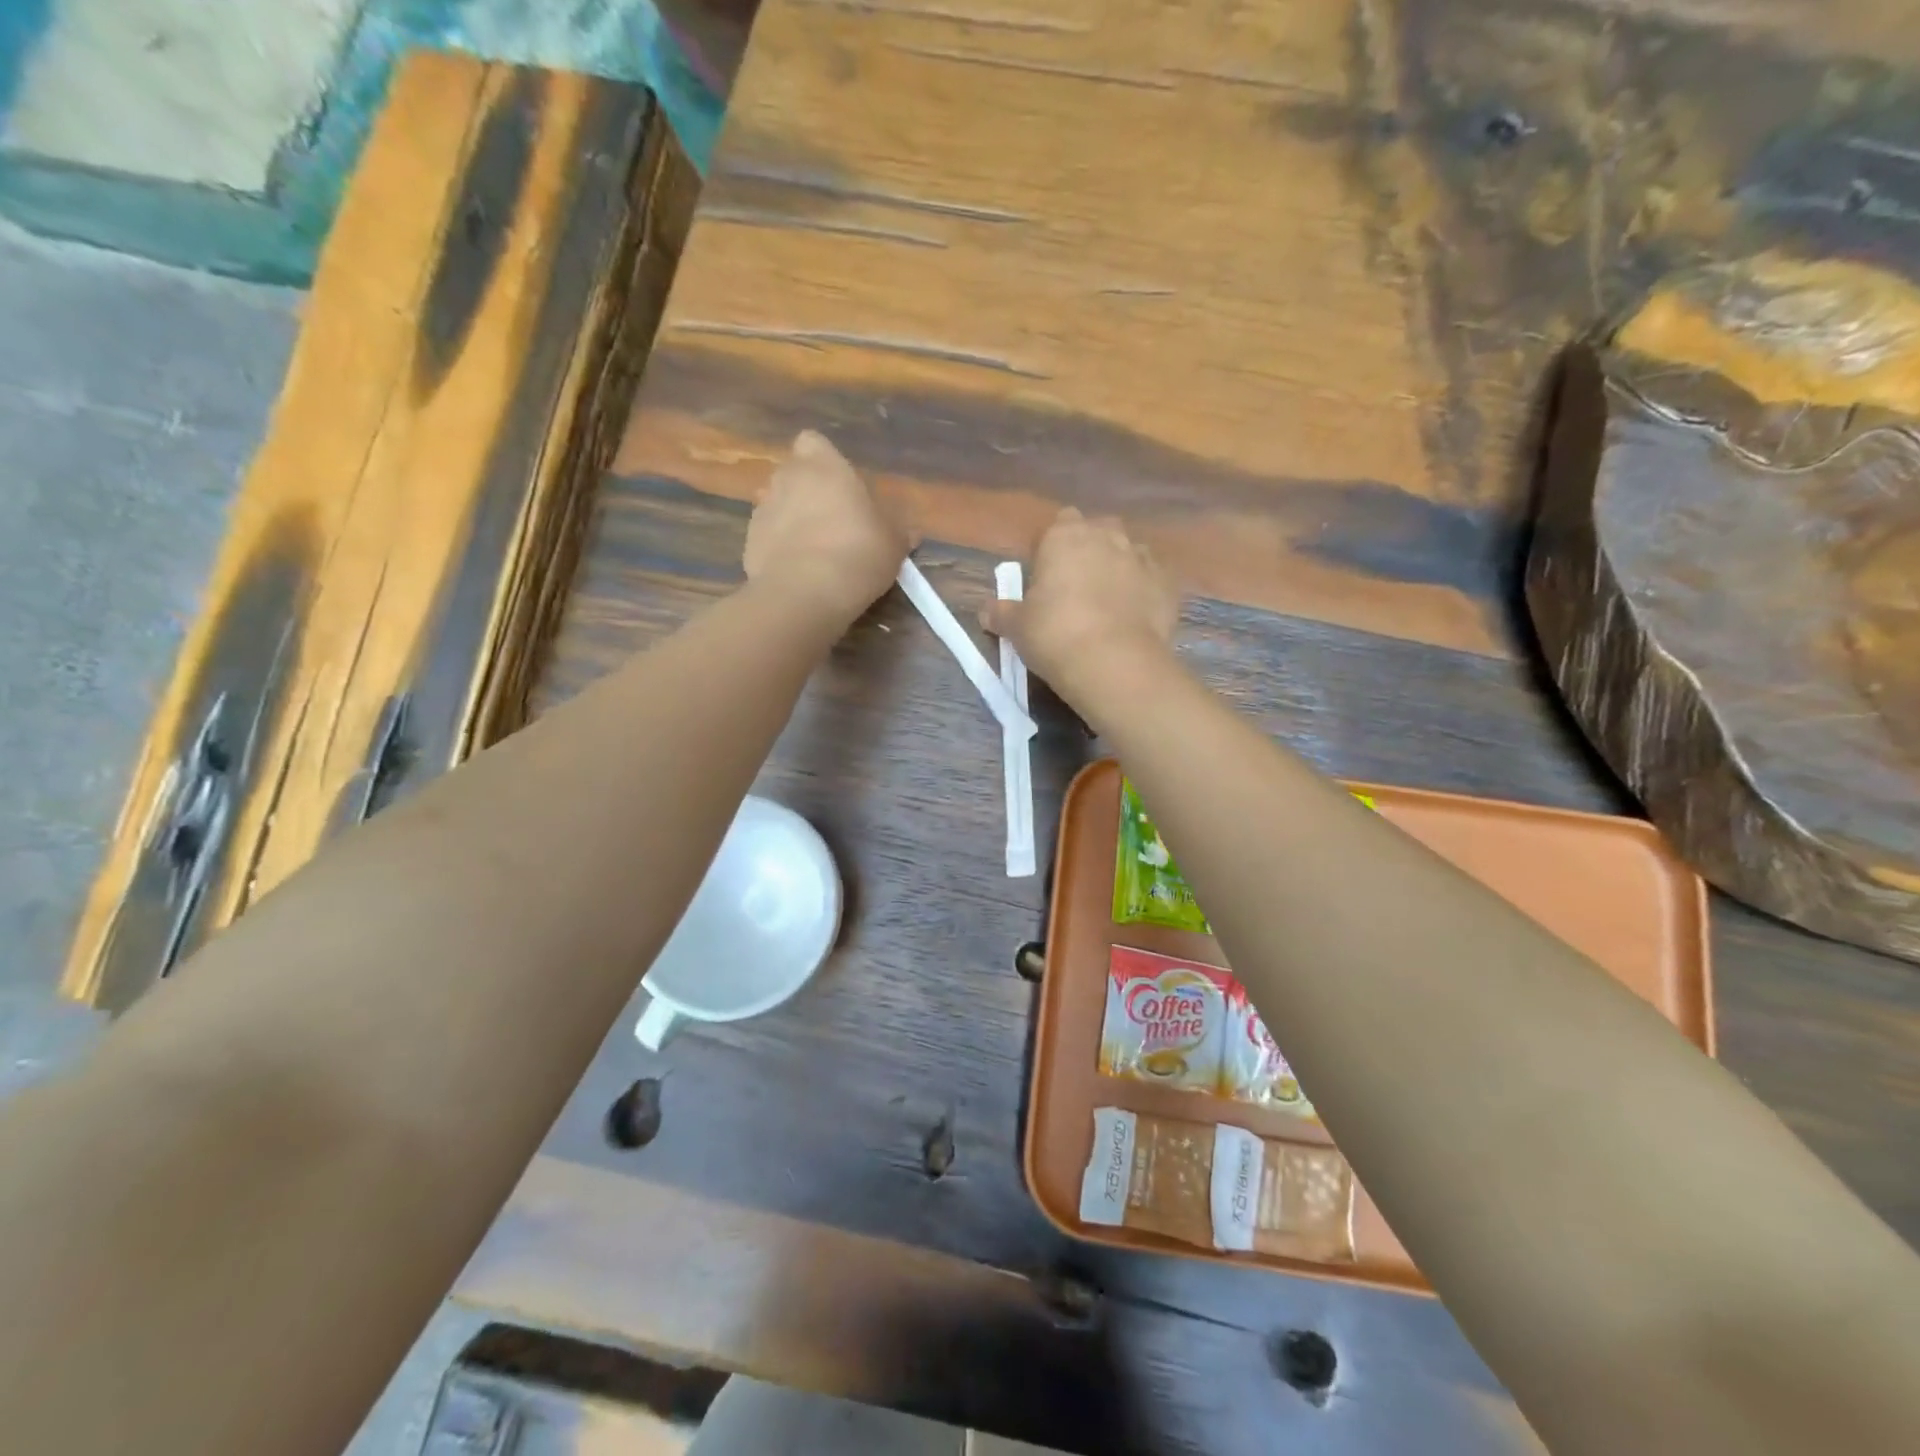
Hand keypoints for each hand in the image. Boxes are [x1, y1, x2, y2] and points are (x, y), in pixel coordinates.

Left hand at [744, 431, 912, 621]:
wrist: (806, 593)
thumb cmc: (858, 552)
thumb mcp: (893, 543)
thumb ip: (898, 532)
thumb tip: (910, 532)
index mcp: (823, 466)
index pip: (813, 442)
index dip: (823, 460)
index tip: (839, 484)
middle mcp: (786, 478)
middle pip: (792, 474)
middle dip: (806, 491)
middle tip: (831, 521)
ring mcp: (762, 510)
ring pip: (776, 505)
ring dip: (790, 520)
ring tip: (814, 550)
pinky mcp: (748, 543)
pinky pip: (767, 538)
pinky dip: (778, 549)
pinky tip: (798, 572)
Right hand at [984, 508, 1178, 698]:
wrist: (1113, 662)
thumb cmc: (1054, 634)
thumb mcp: (1017, 627)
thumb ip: (1001, 613)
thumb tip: (986, 611)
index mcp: (1065, 535)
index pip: (1059, 523)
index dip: (1053, 548)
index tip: (1047, 575)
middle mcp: (1107, 535)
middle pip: (1098, 532)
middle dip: (1090, 551)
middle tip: (1077, 588)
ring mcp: (1142, 557)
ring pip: (1129, 553)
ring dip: (1119, 570)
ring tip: (1108, 605)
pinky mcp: (1168, 584)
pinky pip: (1152, 581)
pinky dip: (1144, 593)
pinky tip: (1134, 619)